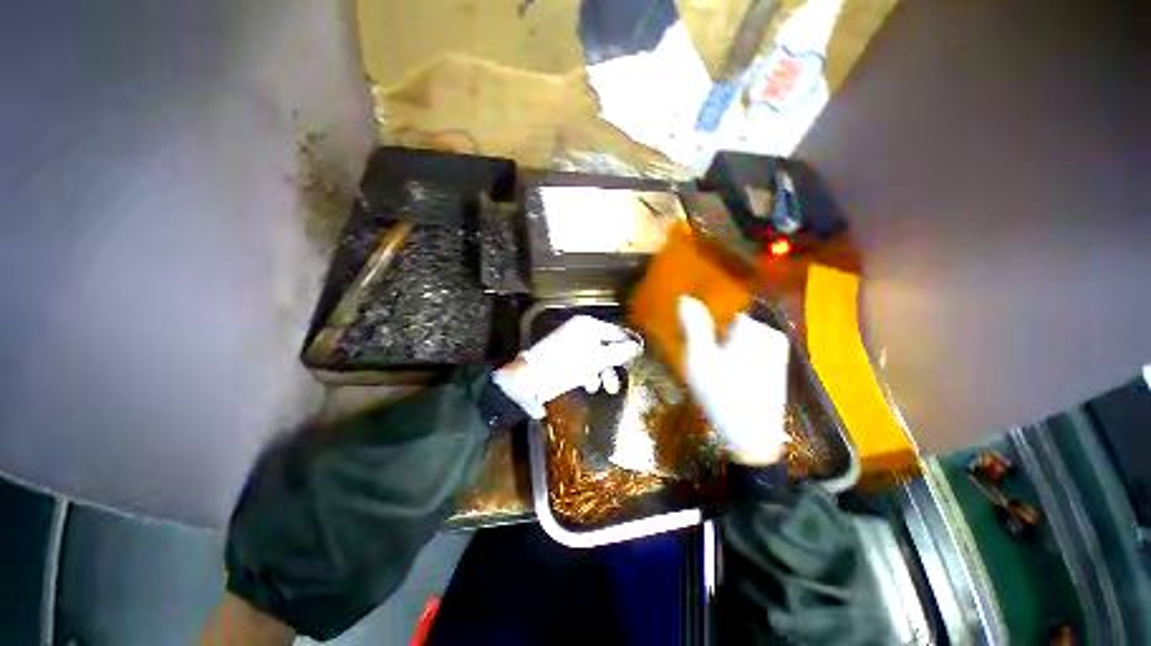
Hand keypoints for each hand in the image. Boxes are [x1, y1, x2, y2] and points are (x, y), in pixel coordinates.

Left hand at [494, 315, 641, 418]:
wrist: (529, 379)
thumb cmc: (565, 365)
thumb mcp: (595, 359)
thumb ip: (617, 352)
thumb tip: (636, 347)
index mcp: (588, 325)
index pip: (615, 331)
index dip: (628, 344)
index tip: (640, 357)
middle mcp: (580, 331)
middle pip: (606, 345)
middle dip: (614, 364)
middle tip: (623, 377)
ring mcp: (572, 344)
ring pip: (596, 357)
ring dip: (602, 372)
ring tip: (606, 389)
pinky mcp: (565, 358)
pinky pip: (584, 363)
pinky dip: (588, 374)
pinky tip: (588, 385)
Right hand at [678, 296, 789, 465]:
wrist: (752, 437)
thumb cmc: (722, 394)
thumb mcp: (700, 358)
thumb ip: (694, 326)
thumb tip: (685, 297)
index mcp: (754, 329)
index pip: (722, 317)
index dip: (707, 334)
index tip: (702, 355)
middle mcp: (771, 336)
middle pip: (731, 329)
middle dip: (717, 344)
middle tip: (709, 369)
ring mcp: (778, 353)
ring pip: (739, 343)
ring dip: (726, 355)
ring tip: (719, 379)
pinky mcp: (778, 369)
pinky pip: (750, 356)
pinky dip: (738, 364)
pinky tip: (732, 384)